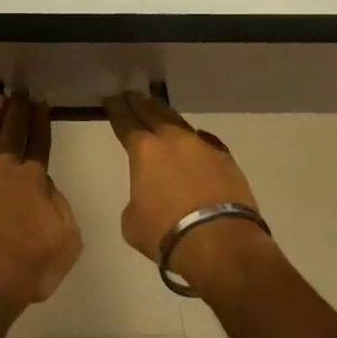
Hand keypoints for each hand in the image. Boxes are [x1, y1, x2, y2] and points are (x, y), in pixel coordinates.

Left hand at [0, 94, 82, 319]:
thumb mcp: (66, 241)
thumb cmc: (28, 266)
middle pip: (12, 132)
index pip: (39, 141)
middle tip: (20, 91)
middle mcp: (2, 170)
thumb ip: (61, 207)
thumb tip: (45, 187)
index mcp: (32, 178)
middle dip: (18, 110)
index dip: (41, 120)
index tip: (41, 101)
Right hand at [103, 90, 273, 290]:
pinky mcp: (226, 159)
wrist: (222, 243)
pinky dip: (196, 140)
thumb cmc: (168, 233)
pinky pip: (206, 142)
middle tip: (131, 94)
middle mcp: (172, 139)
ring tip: (159, 111)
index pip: (125, 122)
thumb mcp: (133, 222)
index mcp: (144, 150)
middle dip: (139, 103)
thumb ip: (135, 200)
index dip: (115, 109)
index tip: (110, 99)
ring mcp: (201, 146)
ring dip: (166, 116)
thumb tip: (147, 196)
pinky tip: (196, 141)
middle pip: (152, 112)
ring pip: (179, 122)